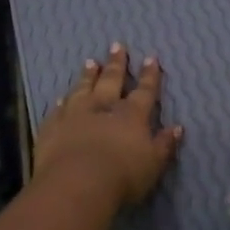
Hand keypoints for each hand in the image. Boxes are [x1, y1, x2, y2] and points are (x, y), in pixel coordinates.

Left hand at [35, 45, 183, 205]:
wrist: (76, 184)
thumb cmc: (122, 176)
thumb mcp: (153, 164)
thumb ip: (164, 144)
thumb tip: (177, 127)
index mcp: (131, 116)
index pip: (144, 91)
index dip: (149, 75)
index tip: (150, 58)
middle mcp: (103, 108)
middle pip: (111, 80)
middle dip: (116, 64)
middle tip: (117, 46)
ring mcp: (74, 115)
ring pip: (82, 89)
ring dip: (87, 76)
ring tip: (90, 62)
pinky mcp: (52, 127)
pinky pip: (57, 110)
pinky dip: (61, 103)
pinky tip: (61, 98)